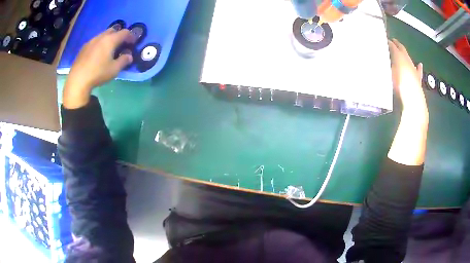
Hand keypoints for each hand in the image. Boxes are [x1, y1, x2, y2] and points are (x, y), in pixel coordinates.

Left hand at [63, 28, 133, 108]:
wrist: (77, 80)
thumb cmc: (98, 73)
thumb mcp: (114, 69)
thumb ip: (123, 61)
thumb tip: (129, 56)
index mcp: (110, 40)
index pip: (124, 32)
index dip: (131, 36)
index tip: (133, 43)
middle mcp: (101, 37)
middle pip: (113, 30)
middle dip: (119, 35)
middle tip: (120, 45)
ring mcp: (91, 41)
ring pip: (103, 35)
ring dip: (108, 39)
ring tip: (108, 50)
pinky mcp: (83, 48)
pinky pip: (95, 42)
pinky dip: (99, 44)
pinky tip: (97, 55)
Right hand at [388, 39, 426, 116]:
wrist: (413, 98)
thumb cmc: (400, 84)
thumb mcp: (389, 74)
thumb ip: (385, 66)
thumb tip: (377, 60)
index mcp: (399, 56)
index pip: (392, 46)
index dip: (388, 43)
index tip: (384, 40)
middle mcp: (407, 59)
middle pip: (402, 49)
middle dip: (397, 44)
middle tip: (393, 40)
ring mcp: (413, 68)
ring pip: (409, 57)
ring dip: (405, 53)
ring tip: (403, 50)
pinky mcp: (418, 78)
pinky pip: (418, 70)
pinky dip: (418, 67)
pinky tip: (419, 64)